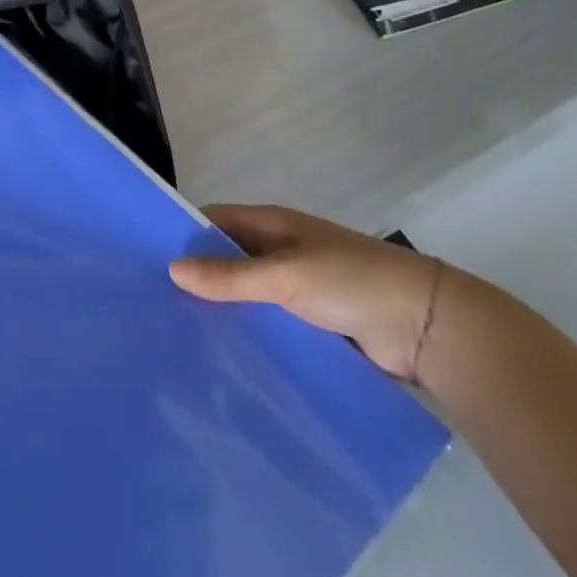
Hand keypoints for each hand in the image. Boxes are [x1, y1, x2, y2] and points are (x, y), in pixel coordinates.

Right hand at [170, 205, 444, 380]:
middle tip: (155, 303)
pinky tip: (223, 356)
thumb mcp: (286, 274)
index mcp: (272, 224)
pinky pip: (270, 324)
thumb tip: (172, 270)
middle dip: (199, 275)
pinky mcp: (313, 324)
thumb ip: (232, 275)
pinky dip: (250, 333)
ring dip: (223, 309)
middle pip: (228, 258)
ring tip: (179, 334)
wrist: (428, 327)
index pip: (215, 220)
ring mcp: (298, 288)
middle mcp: (281, 250)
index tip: (147, 257)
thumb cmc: (352, 281)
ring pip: (248, 294)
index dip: (184, 233)